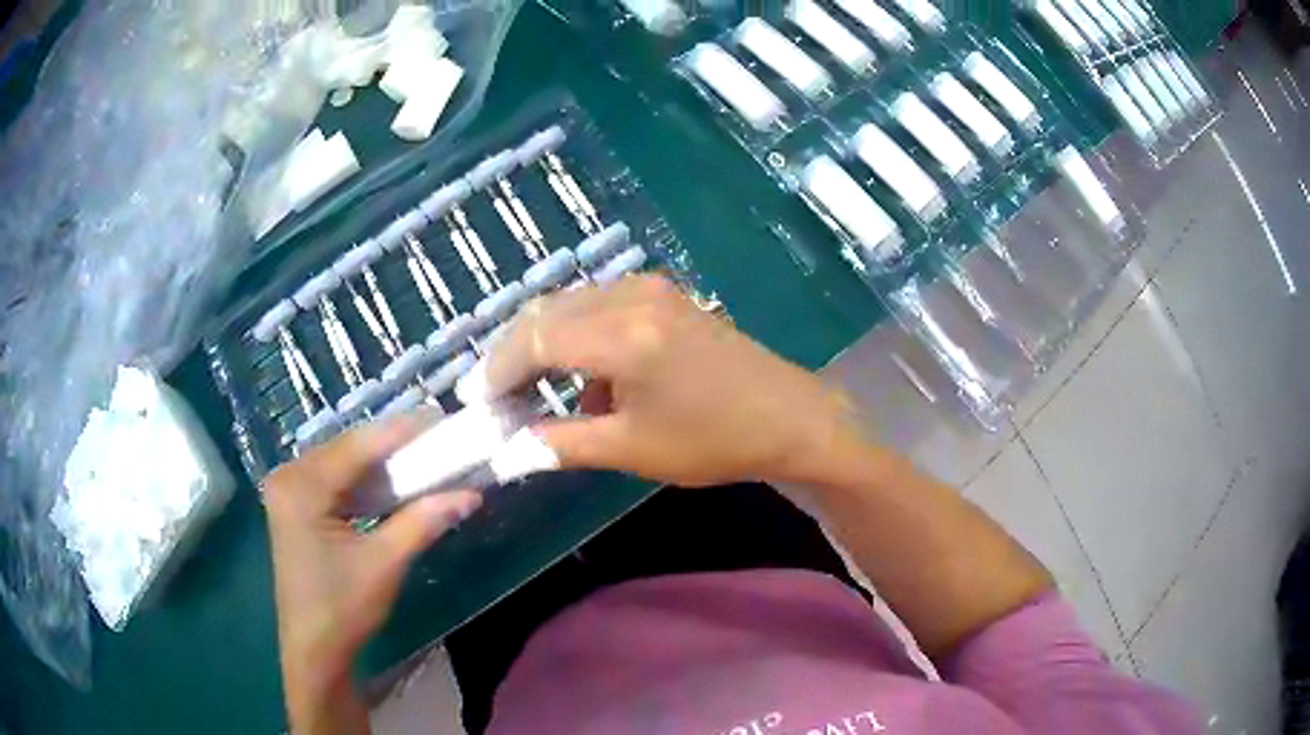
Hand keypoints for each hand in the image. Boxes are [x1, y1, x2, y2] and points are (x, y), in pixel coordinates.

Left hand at [264, 416, 481, 731]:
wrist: (314, 649)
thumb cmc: (343, 608)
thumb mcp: (385, 563)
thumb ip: (424, 521)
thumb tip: (471, 494)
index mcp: (302, 486)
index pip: (358, 445)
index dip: (402, 430)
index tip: (443, 419)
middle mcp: (289, 476)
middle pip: (349, 448)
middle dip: (393, 444)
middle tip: (438, 439)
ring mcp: (288, 489)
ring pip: (343, 462)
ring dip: (381, 462)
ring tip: (423, 455)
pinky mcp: (295, 504)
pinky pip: (335, 479)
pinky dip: (365, 480)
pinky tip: (392, 481)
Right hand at [460, 275, 861, 486]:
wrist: (790, 417)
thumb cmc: (714, 440)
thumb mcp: (631, 449)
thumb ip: (560, 443)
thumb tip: (508, 449)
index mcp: (622, 335)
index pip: (534, 340)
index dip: (497, 370)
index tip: (476, 402)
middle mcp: (631, 296)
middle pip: (546, 312)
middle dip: (513, 354)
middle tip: (496, 396)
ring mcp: (651, 289)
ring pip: (571, 305)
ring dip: (545, 344)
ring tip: (533, 391)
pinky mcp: (665, 295)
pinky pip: (601, 305)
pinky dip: (579, 336)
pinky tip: (587, 379)